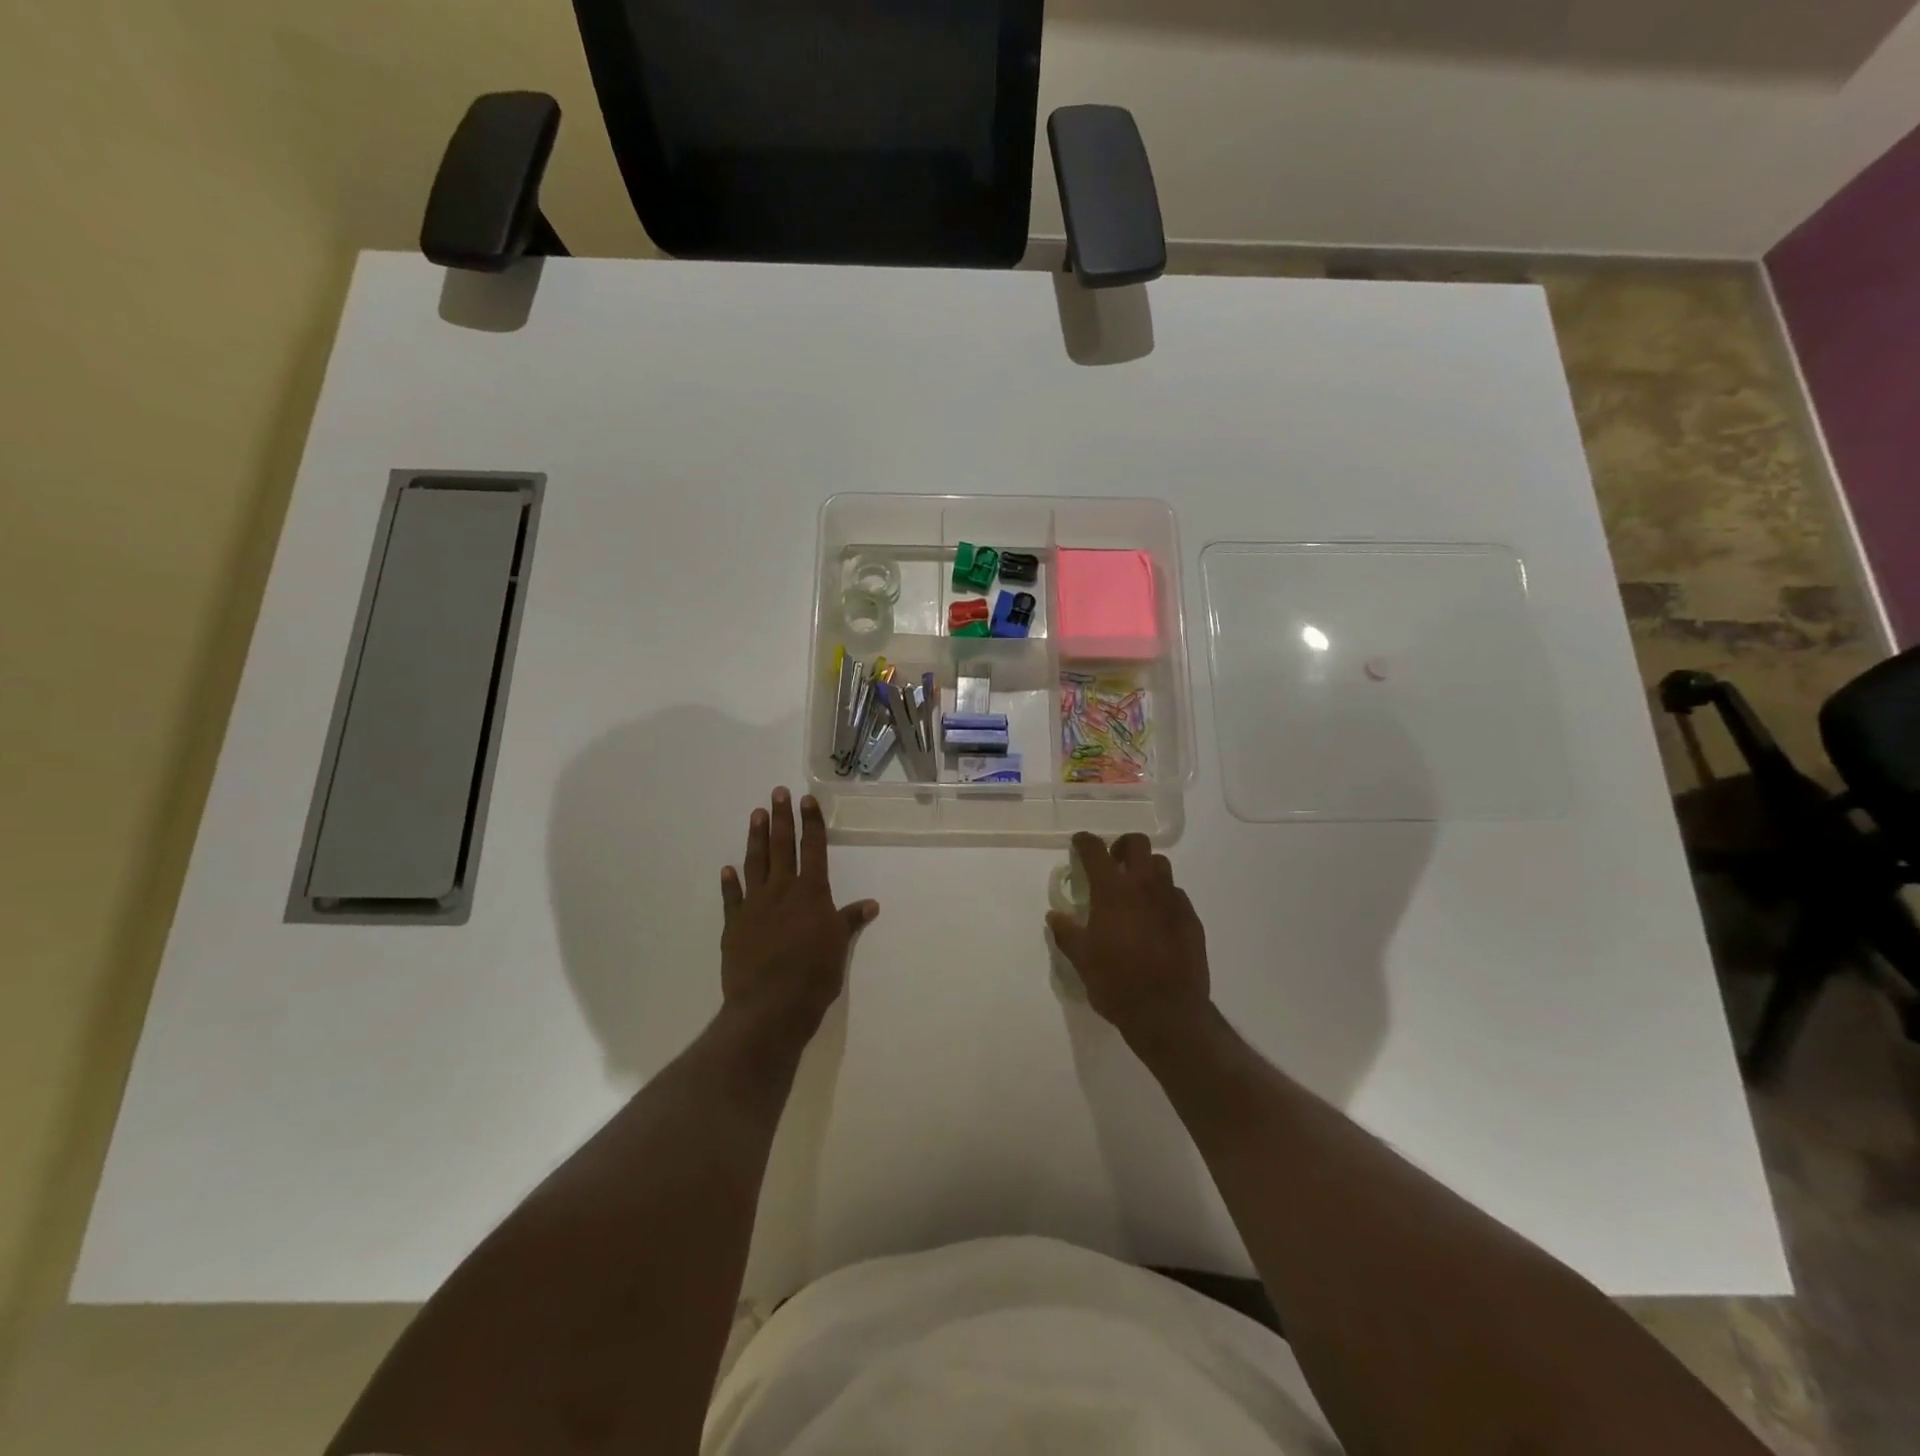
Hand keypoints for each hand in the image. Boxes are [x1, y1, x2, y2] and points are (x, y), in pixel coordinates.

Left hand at [720, 788, 877, 1040]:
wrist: (770, 1005)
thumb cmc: (814, 975)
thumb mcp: (838, 946)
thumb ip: (849, 921)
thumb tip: (870, 904)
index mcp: (811, 893)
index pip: (813, 849)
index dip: (811, 823)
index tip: (806, 800)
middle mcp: (782, 891)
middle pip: (782, 847)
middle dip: (781, 819)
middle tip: (777, 794)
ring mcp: (755, 906)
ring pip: (755, 864)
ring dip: (756, 839)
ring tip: (756, 815)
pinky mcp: (734, 926)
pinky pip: (731, 898)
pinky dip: (730, 882)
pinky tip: (727, 868)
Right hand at [1047, 832, 1210, 1046]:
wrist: (1168, 1012)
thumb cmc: (1116, 983)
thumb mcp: (1081, 960)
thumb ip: (1067, 933)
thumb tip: (1055, 916)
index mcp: (1112, 891)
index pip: (1096, 851)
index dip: (1085, 842)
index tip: (1079, 843)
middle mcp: (1144, 886)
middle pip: (1138, 844)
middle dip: (1122, 846)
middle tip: (1113, 863)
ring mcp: (1172, 900)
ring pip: (1161, 865)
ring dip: (1146, 869)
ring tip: (1136, 889)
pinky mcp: (1191, 919)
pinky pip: (1176, 894)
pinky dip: (1163, 897)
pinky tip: (1157, 918)